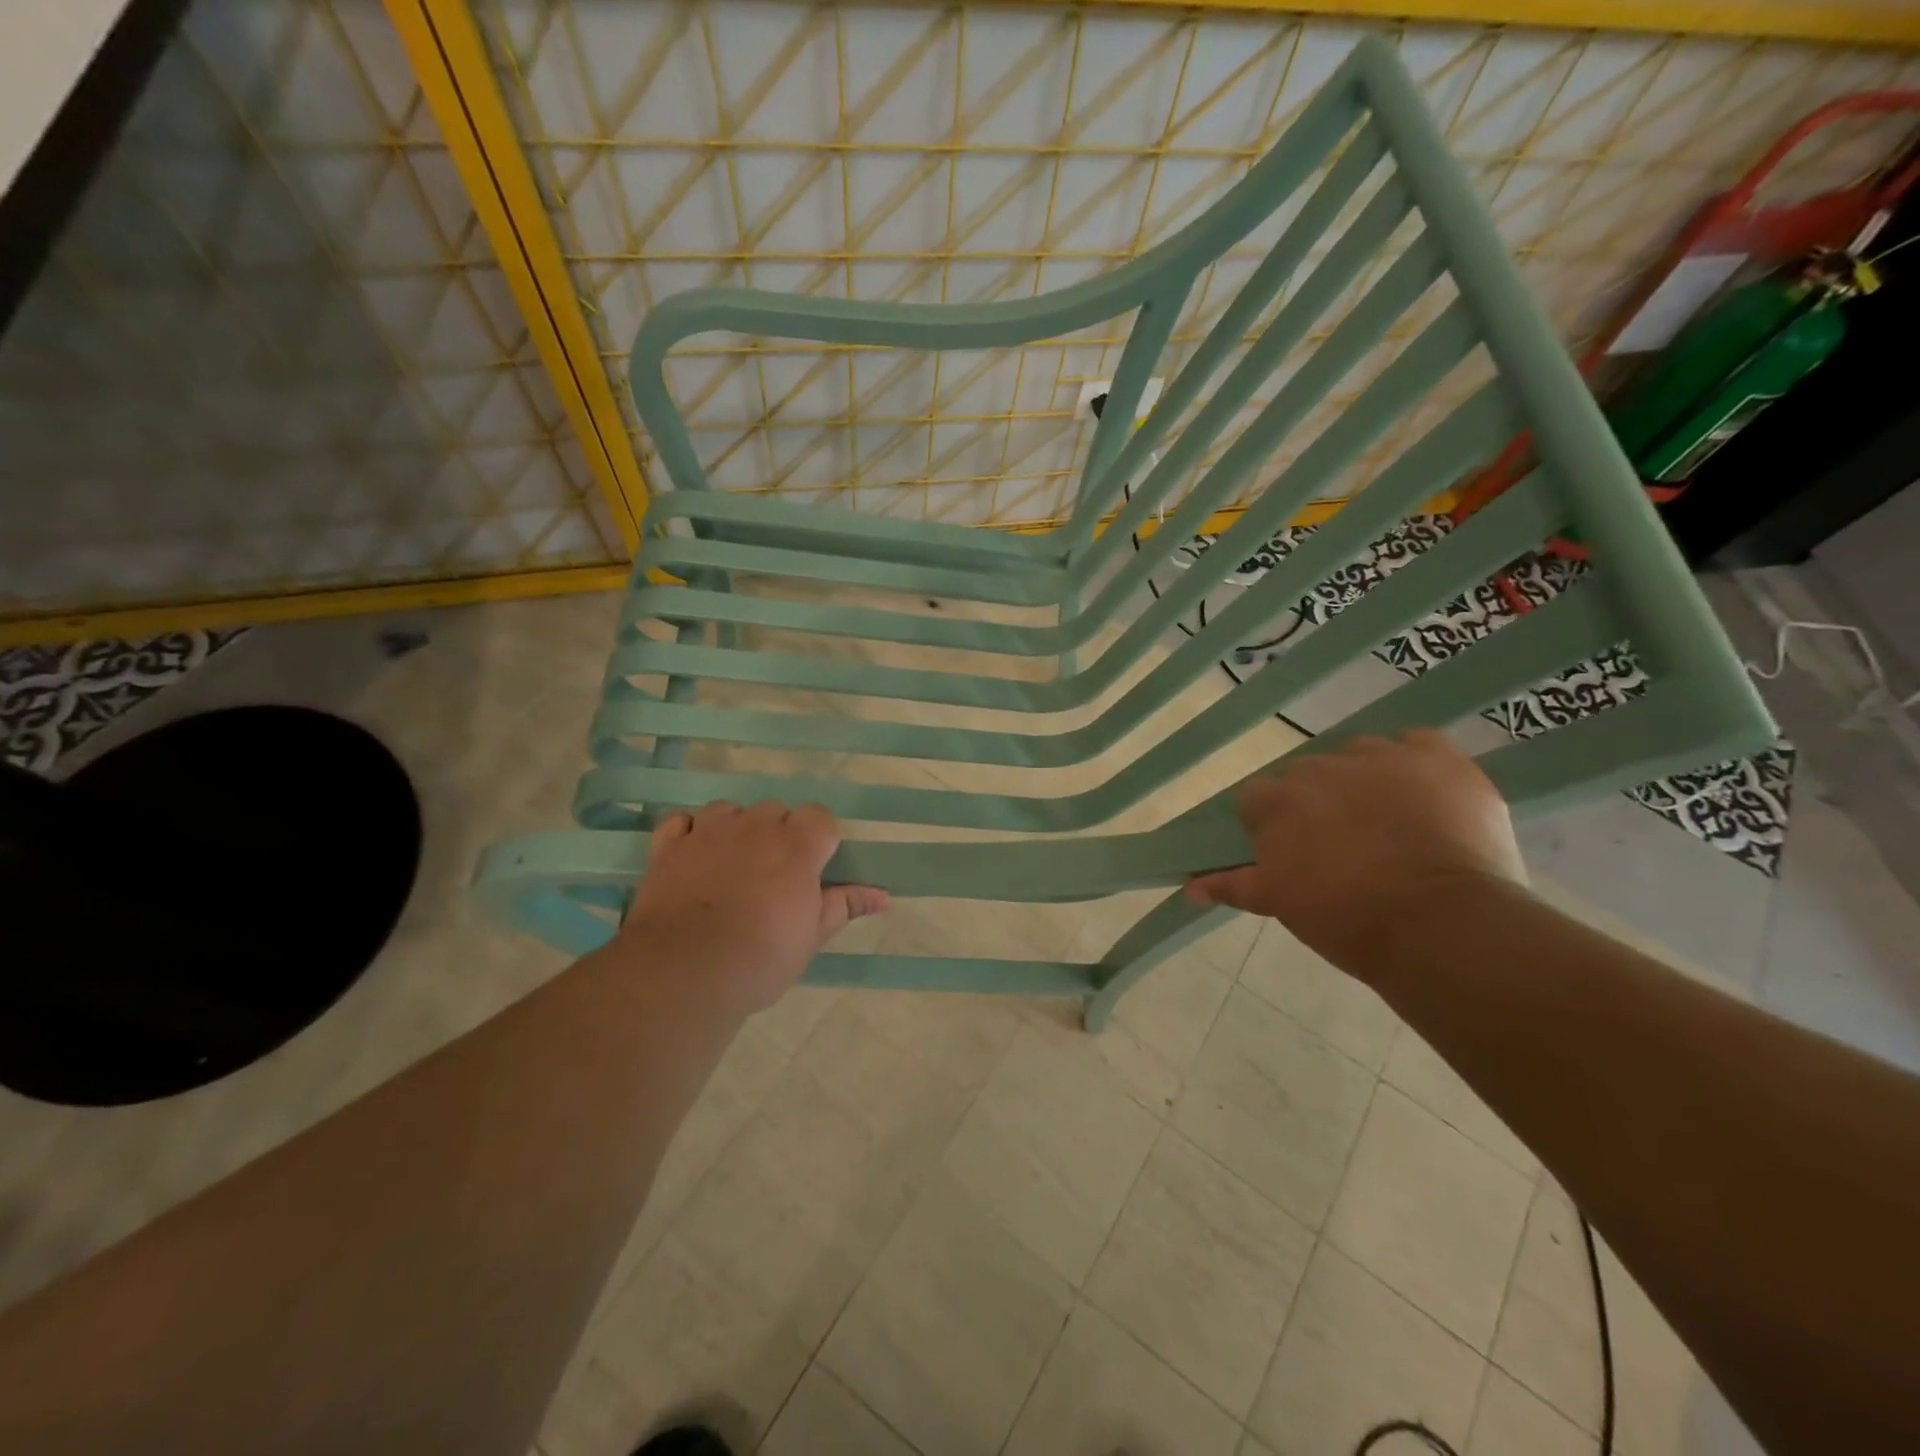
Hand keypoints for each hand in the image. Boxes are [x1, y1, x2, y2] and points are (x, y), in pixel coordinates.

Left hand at [622, 801, 887, 1016]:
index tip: (813, 869)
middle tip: (774, 874)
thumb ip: (845, 905)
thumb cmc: (761, 957)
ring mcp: (708, 832)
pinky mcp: (669, 847)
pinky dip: (688, 832)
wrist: (685, 971)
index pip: (819, 816)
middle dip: (778, 833)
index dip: (818, 839)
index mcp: (797, 846)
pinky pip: (680, 821)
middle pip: (774, 810)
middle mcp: (755, 827)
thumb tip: (884, 895)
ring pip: (729, 809)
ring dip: (735, 827)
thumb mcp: (812, 936)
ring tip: (733, 862)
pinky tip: (692, 854)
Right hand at [1186, 731, 1524, 980]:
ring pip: (1359, 755)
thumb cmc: (1346, 919)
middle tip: (1340, 845)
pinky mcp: (1435, 756)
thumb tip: (1188, 887)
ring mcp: (1379, 756)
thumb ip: (1233, 884)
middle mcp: (1319, 766)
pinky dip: (1414, 761)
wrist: (1440, 924)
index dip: (1271, 824)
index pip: (1256, 798)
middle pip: (1307, 775)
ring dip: (1363, 779)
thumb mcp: (1280, 904)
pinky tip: (1423, 793)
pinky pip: (1415, 742)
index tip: (1290, 852)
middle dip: (1317, 803)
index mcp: (1275, 800)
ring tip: (1387, 821)